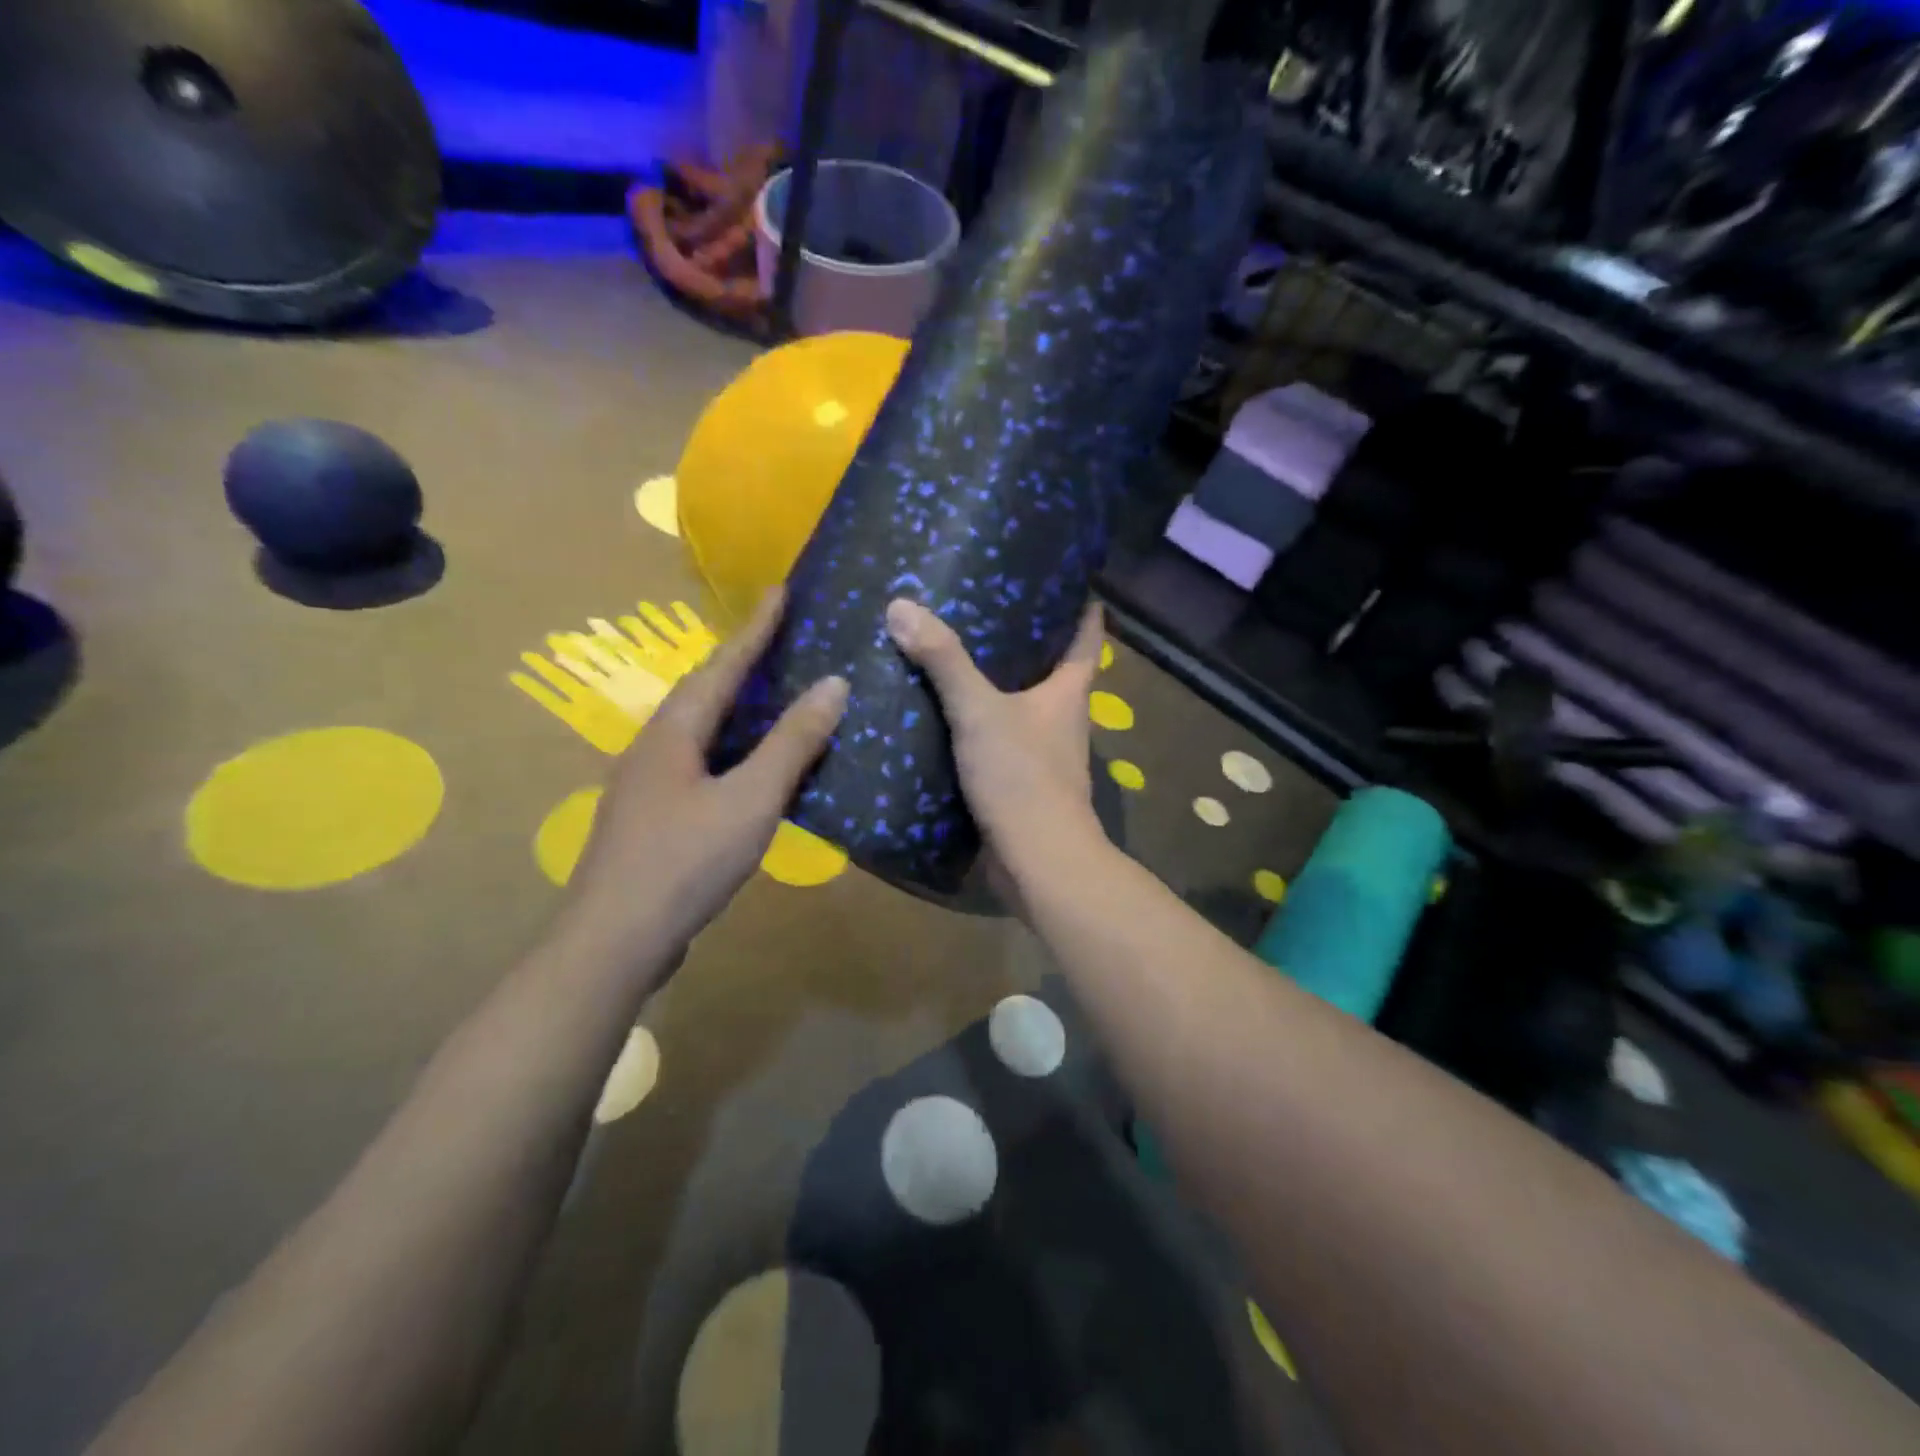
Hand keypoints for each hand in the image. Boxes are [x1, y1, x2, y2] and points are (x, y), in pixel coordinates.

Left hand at [563, 587, 847, 962]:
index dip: (755, 628)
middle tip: (783, 637)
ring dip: (738, 706)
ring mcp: (650, 784)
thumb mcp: (751, 799)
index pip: (723, 665)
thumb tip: (833, 684)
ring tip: (775, 692)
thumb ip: (792, 743)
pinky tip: (755, 765)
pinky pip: (703, 763)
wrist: (615, 940)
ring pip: (702, 729)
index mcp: (675, 732)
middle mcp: (656, 747)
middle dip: (744, 661)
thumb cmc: (685, 861)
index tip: (780, 590)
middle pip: (705, 691)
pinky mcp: (656, 817)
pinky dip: (734, 749)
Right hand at [884, 597, 1104, 856]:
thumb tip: (902, 605)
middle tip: (984, 607)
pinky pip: (998, 743)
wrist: (1037, 861)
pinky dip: (977, 727)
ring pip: (1022, 708)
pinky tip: (943, 718)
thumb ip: (944, 661)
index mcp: (1068, 693)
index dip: (1082, 605)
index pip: (1087, 637)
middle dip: (1026, 641)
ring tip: (954, 657)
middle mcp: (1062, 720)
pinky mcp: (1020, 784)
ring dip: (997, 686)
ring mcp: (1043, 756)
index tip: (1066, 576)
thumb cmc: (1022, 778)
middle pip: (1053, 670)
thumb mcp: (979, 712)